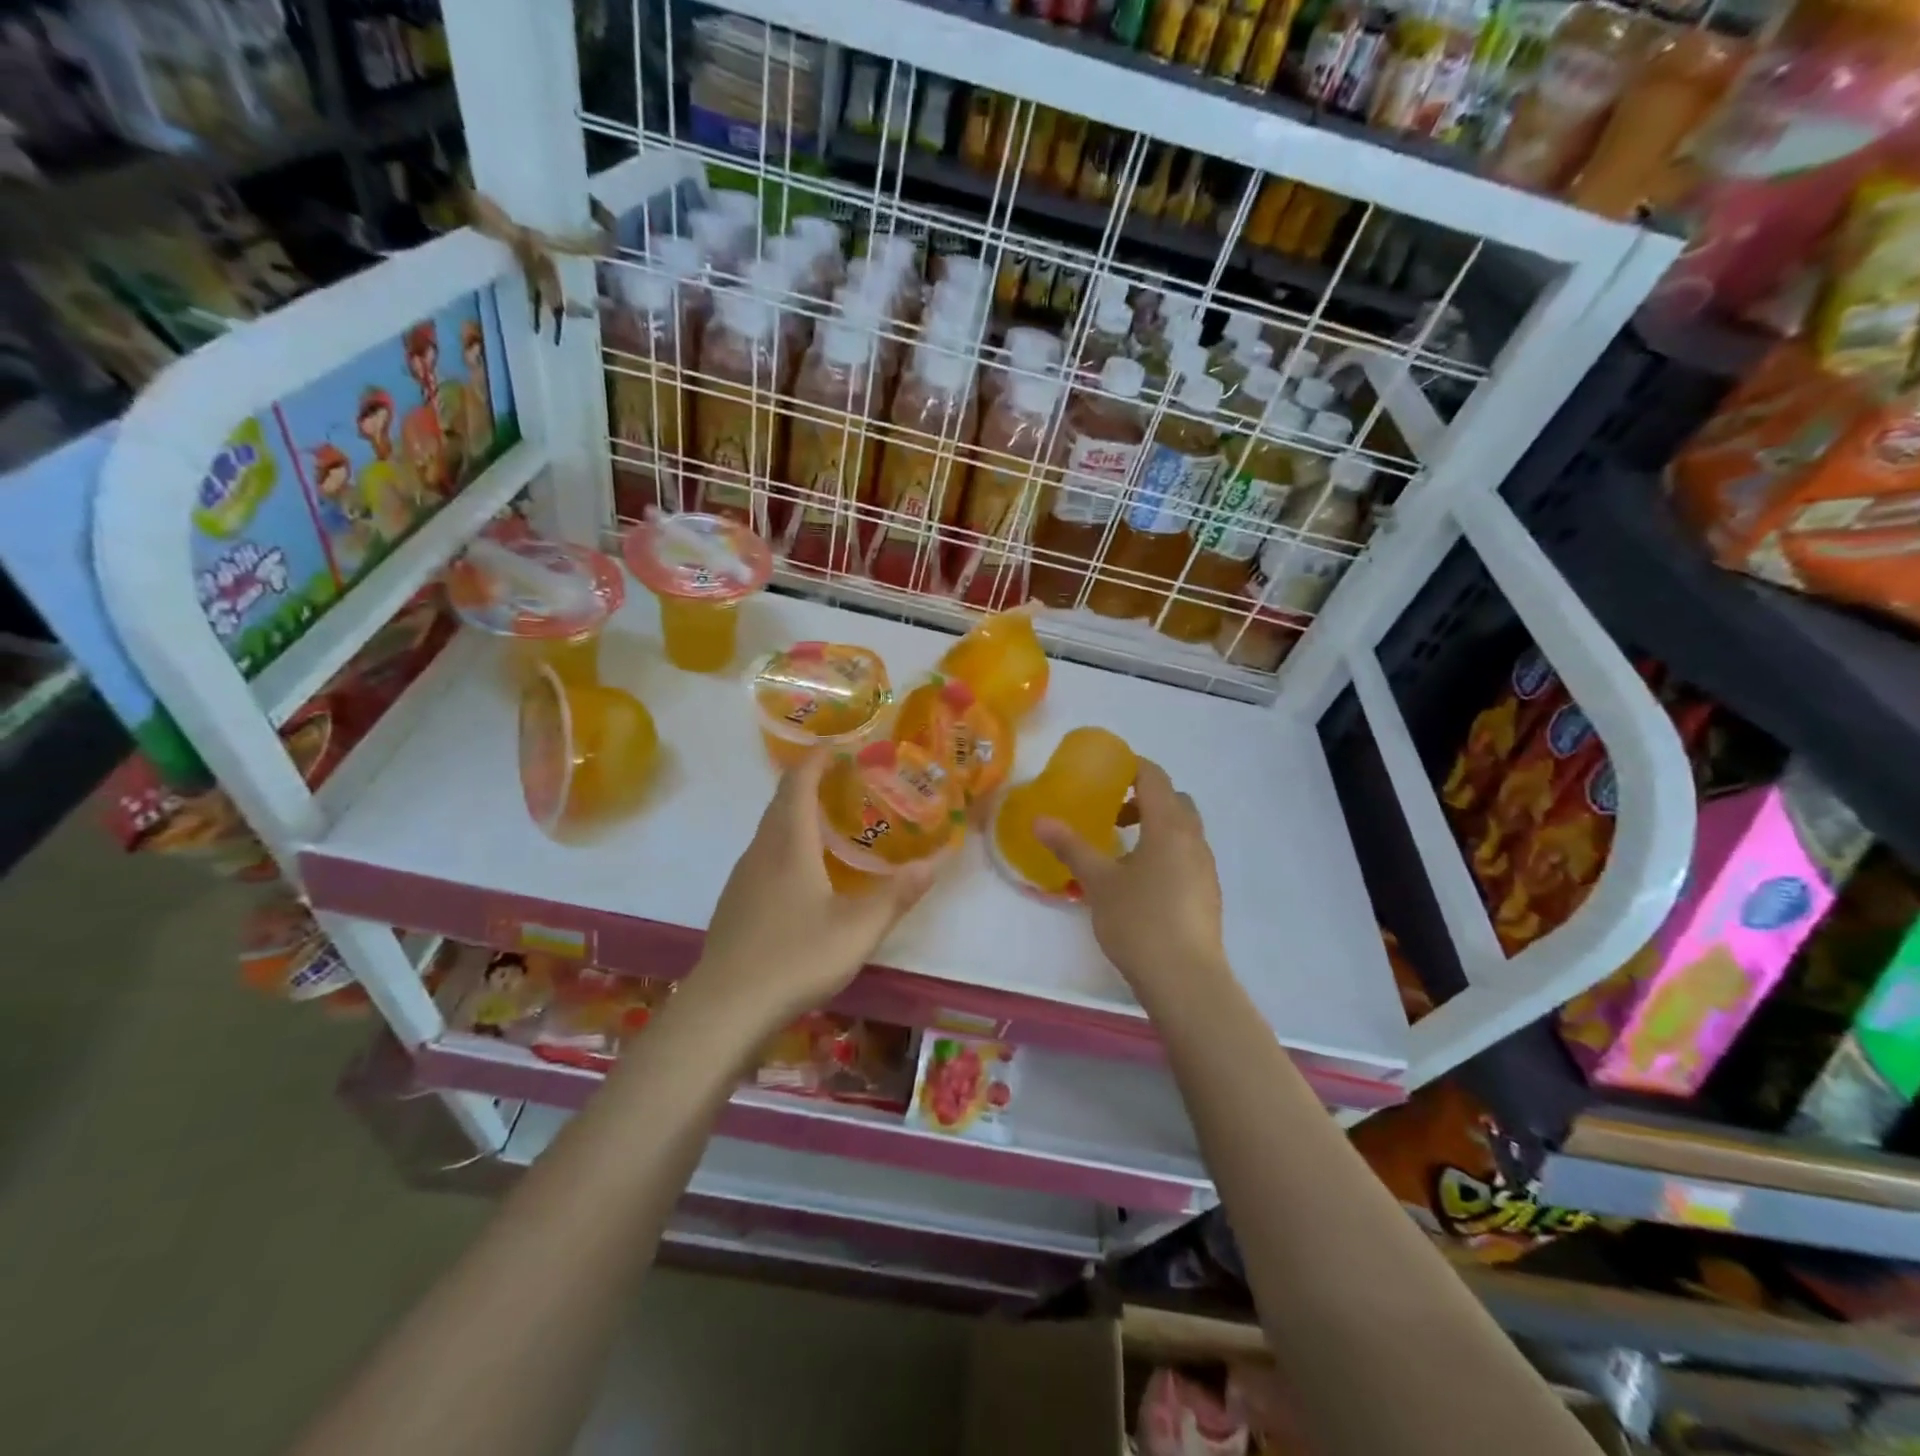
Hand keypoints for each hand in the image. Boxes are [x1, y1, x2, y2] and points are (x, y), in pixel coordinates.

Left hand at [692, 750, 935, 1029]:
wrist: (725, 1008)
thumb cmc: (795, 957)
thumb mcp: (857, 929)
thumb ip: (896, 895)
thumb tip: (933, 864)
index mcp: (789, 845)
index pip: (799, 784)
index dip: (817, 759)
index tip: (839, 746)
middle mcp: (761, 851)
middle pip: (781, 803)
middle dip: (809, 783)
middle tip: (845, 781)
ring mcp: (743, 878)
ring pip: (769, 831)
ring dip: (796, 815)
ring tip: (830, 822)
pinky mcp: (735, 904)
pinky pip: (763, 856)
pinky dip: (785, 845)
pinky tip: (803, 873)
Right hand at [1035, 758, 1225, 999]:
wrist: (1186, 980)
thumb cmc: (1139, 921)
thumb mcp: (1099, 882)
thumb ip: (1071, 847)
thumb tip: (1040, 820)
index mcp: (1169, 827)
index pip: (1155, 778)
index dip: (1131, 767)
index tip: (1105, 772)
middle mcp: (1194, 840)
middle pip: (1174, 801)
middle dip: (1143, 799)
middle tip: (1111, 814)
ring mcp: (1205, 868)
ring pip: (1182, 831)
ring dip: (1154, 828)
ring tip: (1121, 851)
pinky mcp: (1207, 894)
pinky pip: (1186, 856)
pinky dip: (1164, 853)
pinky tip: (1140, 883)